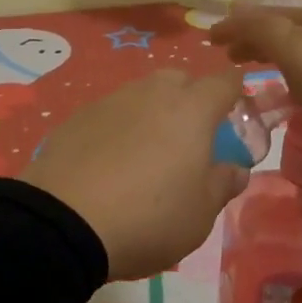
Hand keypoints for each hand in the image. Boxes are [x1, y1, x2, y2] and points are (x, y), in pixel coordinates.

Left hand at [19, 69, 249, 279]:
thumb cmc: (148, 217)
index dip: (235, 93)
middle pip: (180, 80)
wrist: (64, 222)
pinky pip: (110, 113)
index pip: (224, 82)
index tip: (237, 114)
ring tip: (148, 152)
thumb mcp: (200, 214)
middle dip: (191, 99)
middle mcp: (152, 93)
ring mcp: (111, 101)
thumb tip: (235, 169)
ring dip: (152, 112)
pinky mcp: (77, 117)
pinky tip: (110, 161)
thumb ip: (222, 184)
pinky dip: (119, 128)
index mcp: (191, 110)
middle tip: (191, 138)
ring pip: (142, 94)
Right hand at [210, 5, 301, 152]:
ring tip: (262, 69)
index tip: (209, 40)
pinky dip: (300, 66)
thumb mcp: (300, 56)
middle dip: (254, 38)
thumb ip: (266, 32)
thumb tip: (238, 10)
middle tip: (231, 56)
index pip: (262, 16)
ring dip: (277, 52)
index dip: (234, 26)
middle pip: (284, 26)